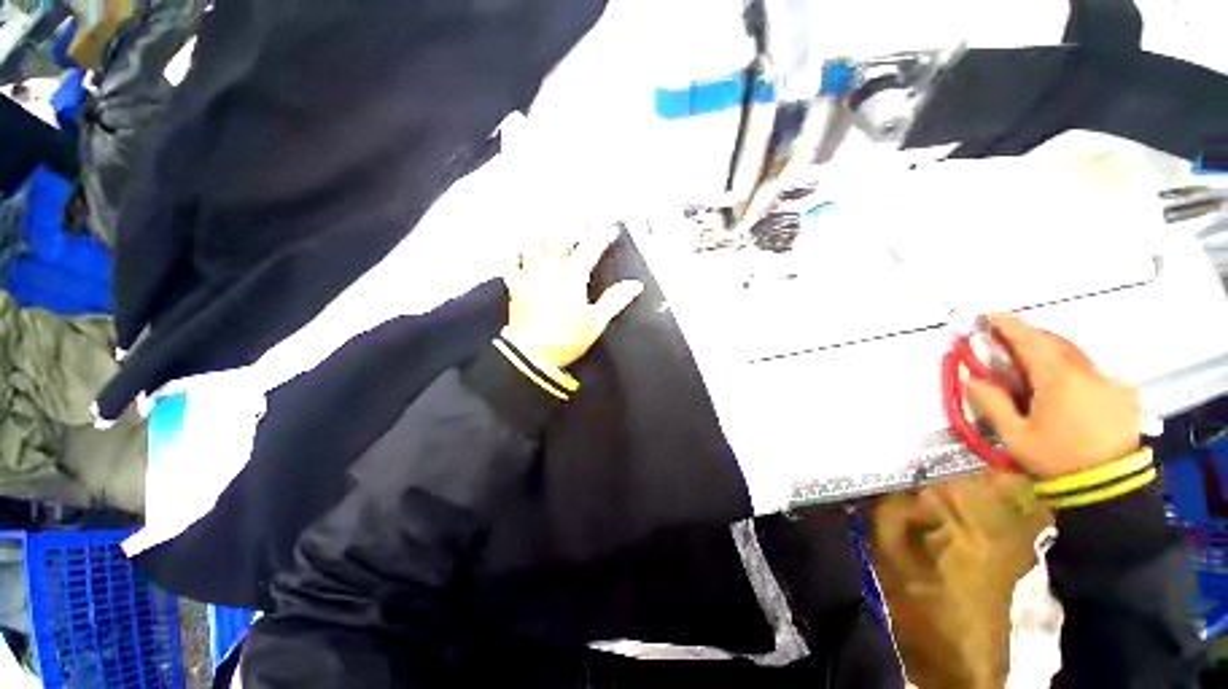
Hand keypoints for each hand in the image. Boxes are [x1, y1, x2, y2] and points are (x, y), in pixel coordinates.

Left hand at [503, 229, 643, 369]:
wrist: (531, 355)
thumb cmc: (568, 338)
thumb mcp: (596, 322)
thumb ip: (615, 300)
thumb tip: (636, 284)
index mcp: (572, 277)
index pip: (590, 249)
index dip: (602, 236)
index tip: (611, 227)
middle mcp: (550, 269)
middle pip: (559, 238)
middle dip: (571, 226)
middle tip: (578, 219)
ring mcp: (530, 275)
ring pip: (534, 244)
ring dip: (543, 232)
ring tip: (548, 224)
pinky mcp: (515, 286)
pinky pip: (512, 262)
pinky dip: (516, 252)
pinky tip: (518, 247)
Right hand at [967, 314, 1142, 479]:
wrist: (1109, 488)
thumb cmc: (1055, 459)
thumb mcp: (1013, 435)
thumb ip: (991, 402)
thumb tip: (972, 377)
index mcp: (1059, 380)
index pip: (1030, 341)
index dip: (1008, 325)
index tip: (989, 316)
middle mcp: (1088, 373)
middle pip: (1055, 342)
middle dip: (1029, 337)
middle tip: (1006, 342)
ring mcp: (1110, 382)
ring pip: (1075, 355)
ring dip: (1050, 352)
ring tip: (1031, 365)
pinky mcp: (1123, 394)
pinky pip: (1091, 371)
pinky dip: (1071, 369)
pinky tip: (1063, 388)